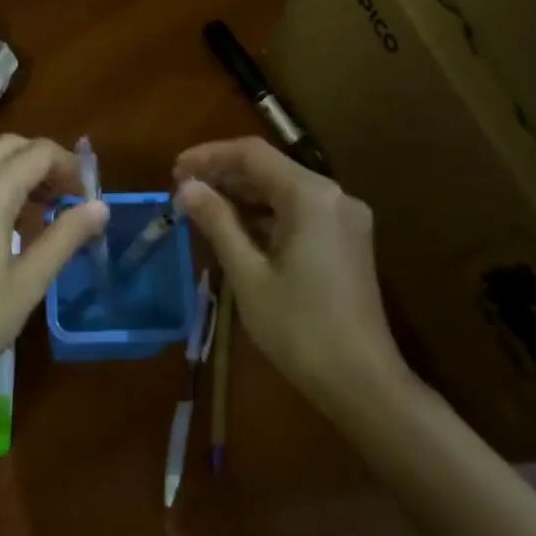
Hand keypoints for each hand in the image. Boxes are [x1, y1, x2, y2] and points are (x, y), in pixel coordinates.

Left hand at [0, 135, 107, 396]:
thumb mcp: (29, 282)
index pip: (40, 152)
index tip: (87, 199)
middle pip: (11, 146)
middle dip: (43, 163)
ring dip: (17, 172)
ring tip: (40, 213)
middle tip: (66, 200)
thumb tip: (100, 206)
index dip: (71, 167)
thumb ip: (66, 236)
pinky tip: (2, 227)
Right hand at [174, 137, 410, 414]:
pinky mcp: (347, 240)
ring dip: (244, 195)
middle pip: (271, 168)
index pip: (252, 154)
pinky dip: (266, 215)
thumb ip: (217, 222)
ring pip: (284, 190)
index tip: (174, 170)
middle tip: (182, 190)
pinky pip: (300, 212)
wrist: (361, 381)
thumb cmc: (299, 327)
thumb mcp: (248, 274)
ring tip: (202, 208)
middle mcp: (334, 195)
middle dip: (225, 175)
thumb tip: (187, 187)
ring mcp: (345, 218)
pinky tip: (237, 230)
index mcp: (311, 196)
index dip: (210, 156)